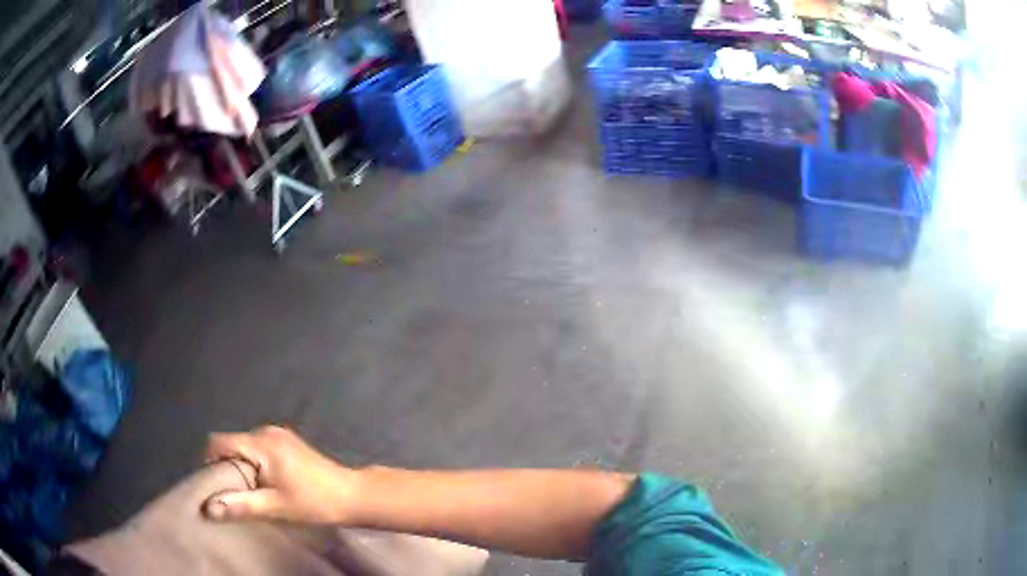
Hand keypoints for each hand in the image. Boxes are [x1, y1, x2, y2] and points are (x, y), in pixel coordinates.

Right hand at [203, 426, 357, 523]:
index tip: (214, 487)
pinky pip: (257, 449)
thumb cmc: (314, 502)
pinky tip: (265, 485)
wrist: (352, 495)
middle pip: (231, 444)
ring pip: (244, 447)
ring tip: (251, 493)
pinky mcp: (286, 442)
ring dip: (241, 468)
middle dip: (226, 468)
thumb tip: (208, 507)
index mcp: (261, 442)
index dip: (210, 463)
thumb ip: (240, 505)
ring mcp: (278, 434)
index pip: (218, 442)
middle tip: (233, 494)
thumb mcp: (275, 506)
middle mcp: (266, 431)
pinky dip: (254, 465)